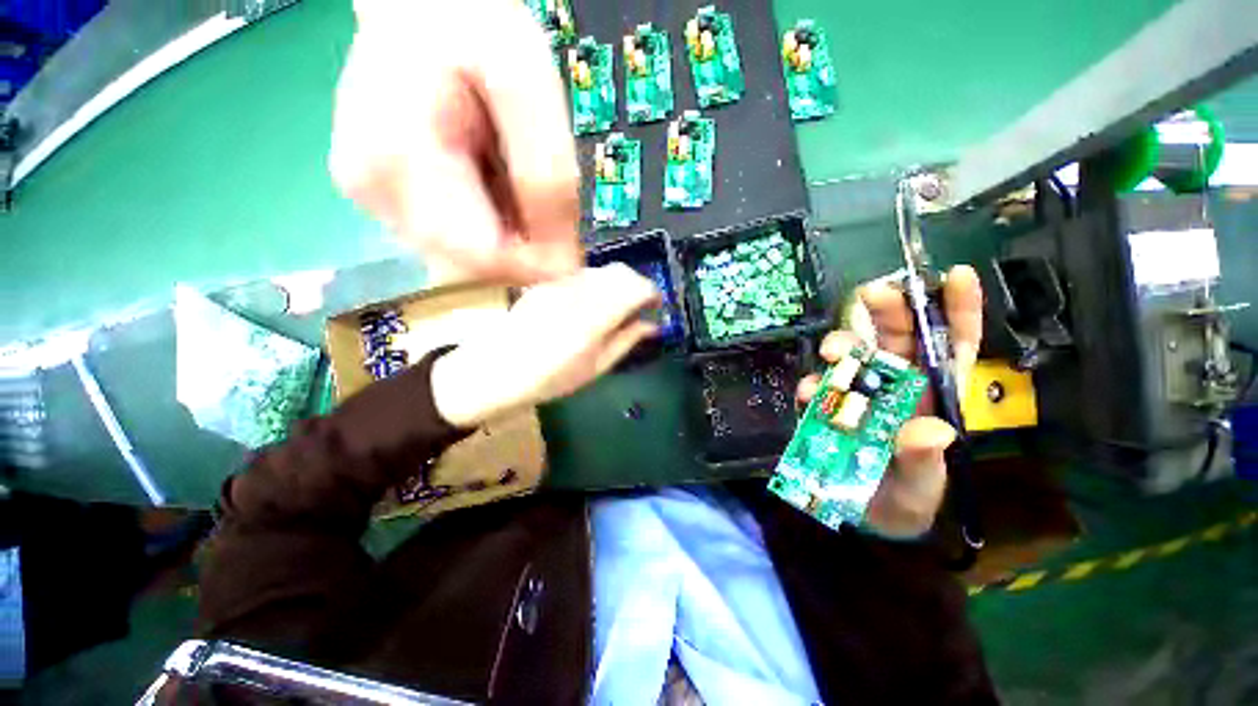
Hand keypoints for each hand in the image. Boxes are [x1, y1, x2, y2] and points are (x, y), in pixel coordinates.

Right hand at [330, 0, 580, 285]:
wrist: (422, 9)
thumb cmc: (474, 28)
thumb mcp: (529, 88)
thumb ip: (547, 180)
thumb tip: (562, 264)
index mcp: (400, 162)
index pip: (482, 260)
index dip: (532, 265)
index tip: (564, 248)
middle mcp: (378, 196)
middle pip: (474, 268)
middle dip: (521, 252)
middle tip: (542, 212)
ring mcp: (378, 203)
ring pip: (466, 261)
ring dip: (505, 240)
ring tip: (512, 188)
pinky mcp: (386, 203)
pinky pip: (454, 243)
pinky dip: (486, 230)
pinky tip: (490, 191)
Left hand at [431, 265, 660, 426]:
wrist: (495, 371)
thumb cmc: (550, 379)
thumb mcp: (596, 367)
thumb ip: (626, 341)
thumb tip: (652, 325)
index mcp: (594, 316)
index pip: (636, 287)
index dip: (652, 293)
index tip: (656, 306)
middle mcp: (578, 291)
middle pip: (621, 271)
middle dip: (637, 285)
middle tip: (639, 308)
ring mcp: (560, 283)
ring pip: (602, 270)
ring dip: (618, 284)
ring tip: (617, 308)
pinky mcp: (547, 283)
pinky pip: (583, 274)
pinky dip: (598, 285)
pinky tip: (592, 305)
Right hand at [795, 266, 982, 538]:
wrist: (860, 517)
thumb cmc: (902, 501)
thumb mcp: (921, 491)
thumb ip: (926, 463)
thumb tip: (932, 430)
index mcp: (933, 399)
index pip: (952, 349)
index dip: (957, 312)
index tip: (958, 274)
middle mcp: (896, 389)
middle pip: (896, 340)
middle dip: (888, 312)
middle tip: (871, 295)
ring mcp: (856, 395)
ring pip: (853, 357)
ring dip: (842, 346)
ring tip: (833, 355)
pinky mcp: (825, 406)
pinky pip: (817, 387)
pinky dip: (811, 384)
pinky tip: (808, 393)